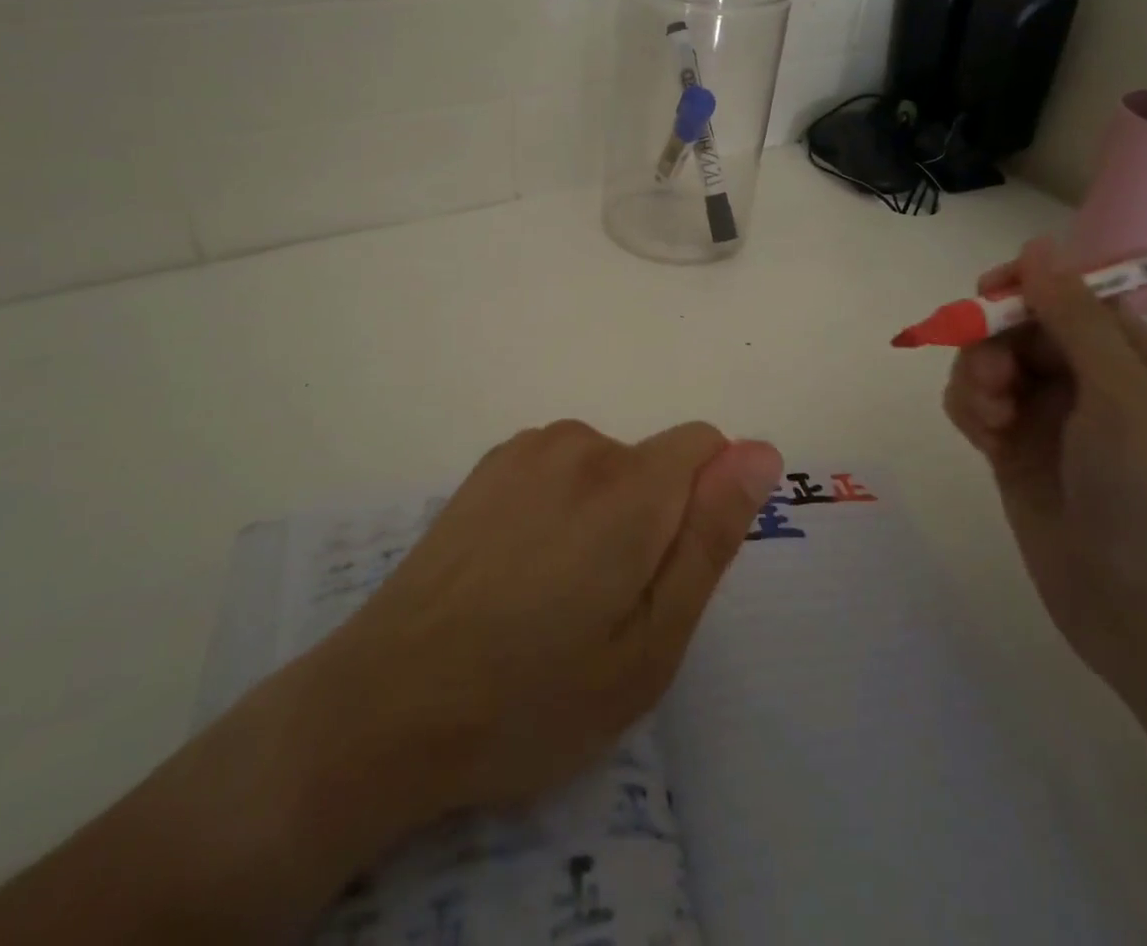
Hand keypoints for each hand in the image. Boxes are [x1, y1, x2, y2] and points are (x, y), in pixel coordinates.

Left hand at [307, 420, 783, 820]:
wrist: (387, 702)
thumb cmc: (535, 693)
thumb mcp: (650, 643)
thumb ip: (710, 536)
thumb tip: (759, 452)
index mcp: (629, 485)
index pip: (706, 445)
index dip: (706, 505)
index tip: (670, 571)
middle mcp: (579, 445)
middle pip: (653, 462)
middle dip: (652, 519)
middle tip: (609, 608)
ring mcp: (524, 450)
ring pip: (605, 467)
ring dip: (604, 514)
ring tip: (557, 597)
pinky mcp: (486, 465)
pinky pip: (557, 469)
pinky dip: (559, 507)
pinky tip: (516, 573)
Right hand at [943, 238, 1146, 698]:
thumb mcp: (1123, 398)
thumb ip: (1075, 319)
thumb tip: (1038, 246)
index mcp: (1135, 361)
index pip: (1071, 297)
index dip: (1026, 288)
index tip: (986, 296)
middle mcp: (1092, 383)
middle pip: (1020, 329)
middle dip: (993, 344)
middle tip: (993, 383)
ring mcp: (1051, 420)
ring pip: (990, 365)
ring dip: (976, 379)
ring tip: (988, 420)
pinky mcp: (1015, 453)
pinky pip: (976, 406)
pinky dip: (969, 410)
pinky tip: (980, 436)